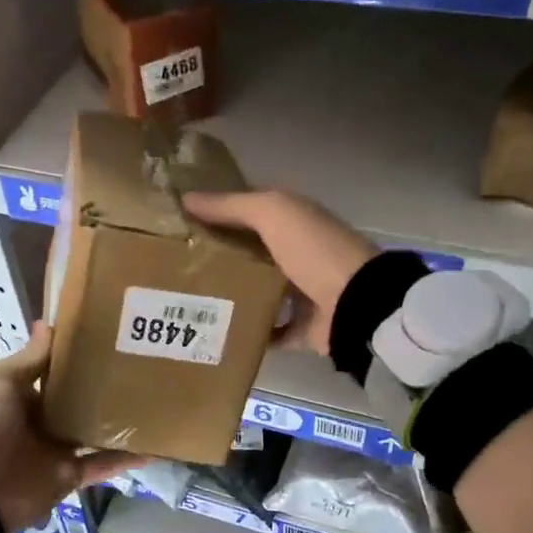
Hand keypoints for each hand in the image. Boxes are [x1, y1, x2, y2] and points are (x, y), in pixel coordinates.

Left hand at [0, 324, 142, 532]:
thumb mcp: (1, 381)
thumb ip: (31, 358)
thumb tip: (48, 322)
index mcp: (24, 394)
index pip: (58, 371)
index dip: (81, 357)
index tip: (114, 337)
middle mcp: (44, 419)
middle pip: (81, 400)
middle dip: (107, 387)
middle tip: (146, 366)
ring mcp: (59, 449)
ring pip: (97, 431)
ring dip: (122, 421)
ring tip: (158, 402)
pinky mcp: (71, 476)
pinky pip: (103, 464)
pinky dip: (127, 459)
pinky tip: (156, 448)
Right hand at [182, 190, 375, 355]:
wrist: (358, 305)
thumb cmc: (314, 250)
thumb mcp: (272, 213)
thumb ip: (231, 205)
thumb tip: (186, 198)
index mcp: (294, 222)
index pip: (249, 214)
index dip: (217, 216)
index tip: (179, 226)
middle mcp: (299, 254)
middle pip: (250, 255)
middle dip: (217, 260)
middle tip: (174, 269)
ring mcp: (303, 294)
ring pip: (258, 293)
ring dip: (231, 298)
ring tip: (188, 303)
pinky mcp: (304, 329)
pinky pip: (270, 331)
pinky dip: (250, 333)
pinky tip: (218, 334)